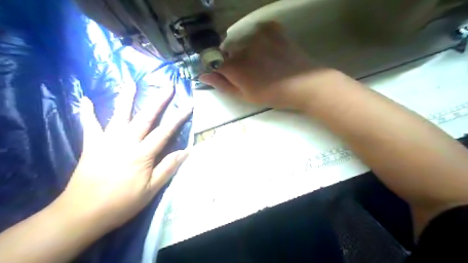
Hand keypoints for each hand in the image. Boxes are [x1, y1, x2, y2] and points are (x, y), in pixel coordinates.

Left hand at [51, 85, 189, 232]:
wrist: (82, 213)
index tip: (188, 104)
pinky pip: (89, 125)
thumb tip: (186, 151)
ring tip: (131, 82)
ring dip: (126, 98)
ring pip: (119, 115)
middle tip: (167, 86)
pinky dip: (87, 112)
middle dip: (158, 101)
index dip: (178, 117)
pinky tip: (86, 100)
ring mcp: (106, 141)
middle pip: (145, 117)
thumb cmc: (121, 203)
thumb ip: (168, 168)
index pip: (165, 131)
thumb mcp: (151, 190)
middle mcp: (126, 142)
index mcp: (142, 154)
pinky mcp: (91, 145)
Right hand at [197, 21, 335, 109]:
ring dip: (246, 50)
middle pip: (228, 51)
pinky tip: (269, 50)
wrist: (304, 84)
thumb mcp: (246, 96)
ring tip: (262, 62)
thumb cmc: (273, 95)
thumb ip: (223, 85)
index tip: (226, 75)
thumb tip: (203, 76)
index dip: (218, 69)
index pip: (214, 62)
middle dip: (233, 60)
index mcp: (235, 67)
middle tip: (250, 72)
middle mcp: (242, 47)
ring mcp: (258, 35)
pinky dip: (260, 40)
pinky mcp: (272, 29)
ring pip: (242, 41)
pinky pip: (258, 32)